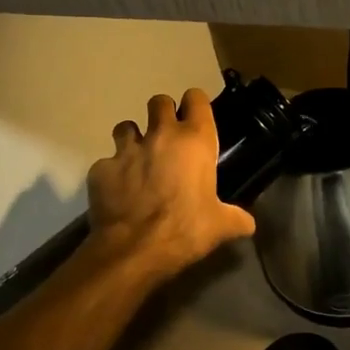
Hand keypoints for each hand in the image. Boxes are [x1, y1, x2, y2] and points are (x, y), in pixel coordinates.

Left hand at [85, 88, 257, 287]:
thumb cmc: (186, 230)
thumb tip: (248, 224)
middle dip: (162, 113)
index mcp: (195, 141)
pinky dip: (111, 173)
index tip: (195, 118)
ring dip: (132, 138)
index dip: (195, 104)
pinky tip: (117, 191)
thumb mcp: (219, 226)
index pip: (196, 98)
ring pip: (125, 126)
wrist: (134, 250)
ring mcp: (127, 150)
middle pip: (158, 101)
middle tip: (166, 136)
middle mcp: (161, 135)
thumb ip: (236, 219)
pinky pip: (106, 163)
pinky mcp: (101, 168)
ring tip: (137, 159)